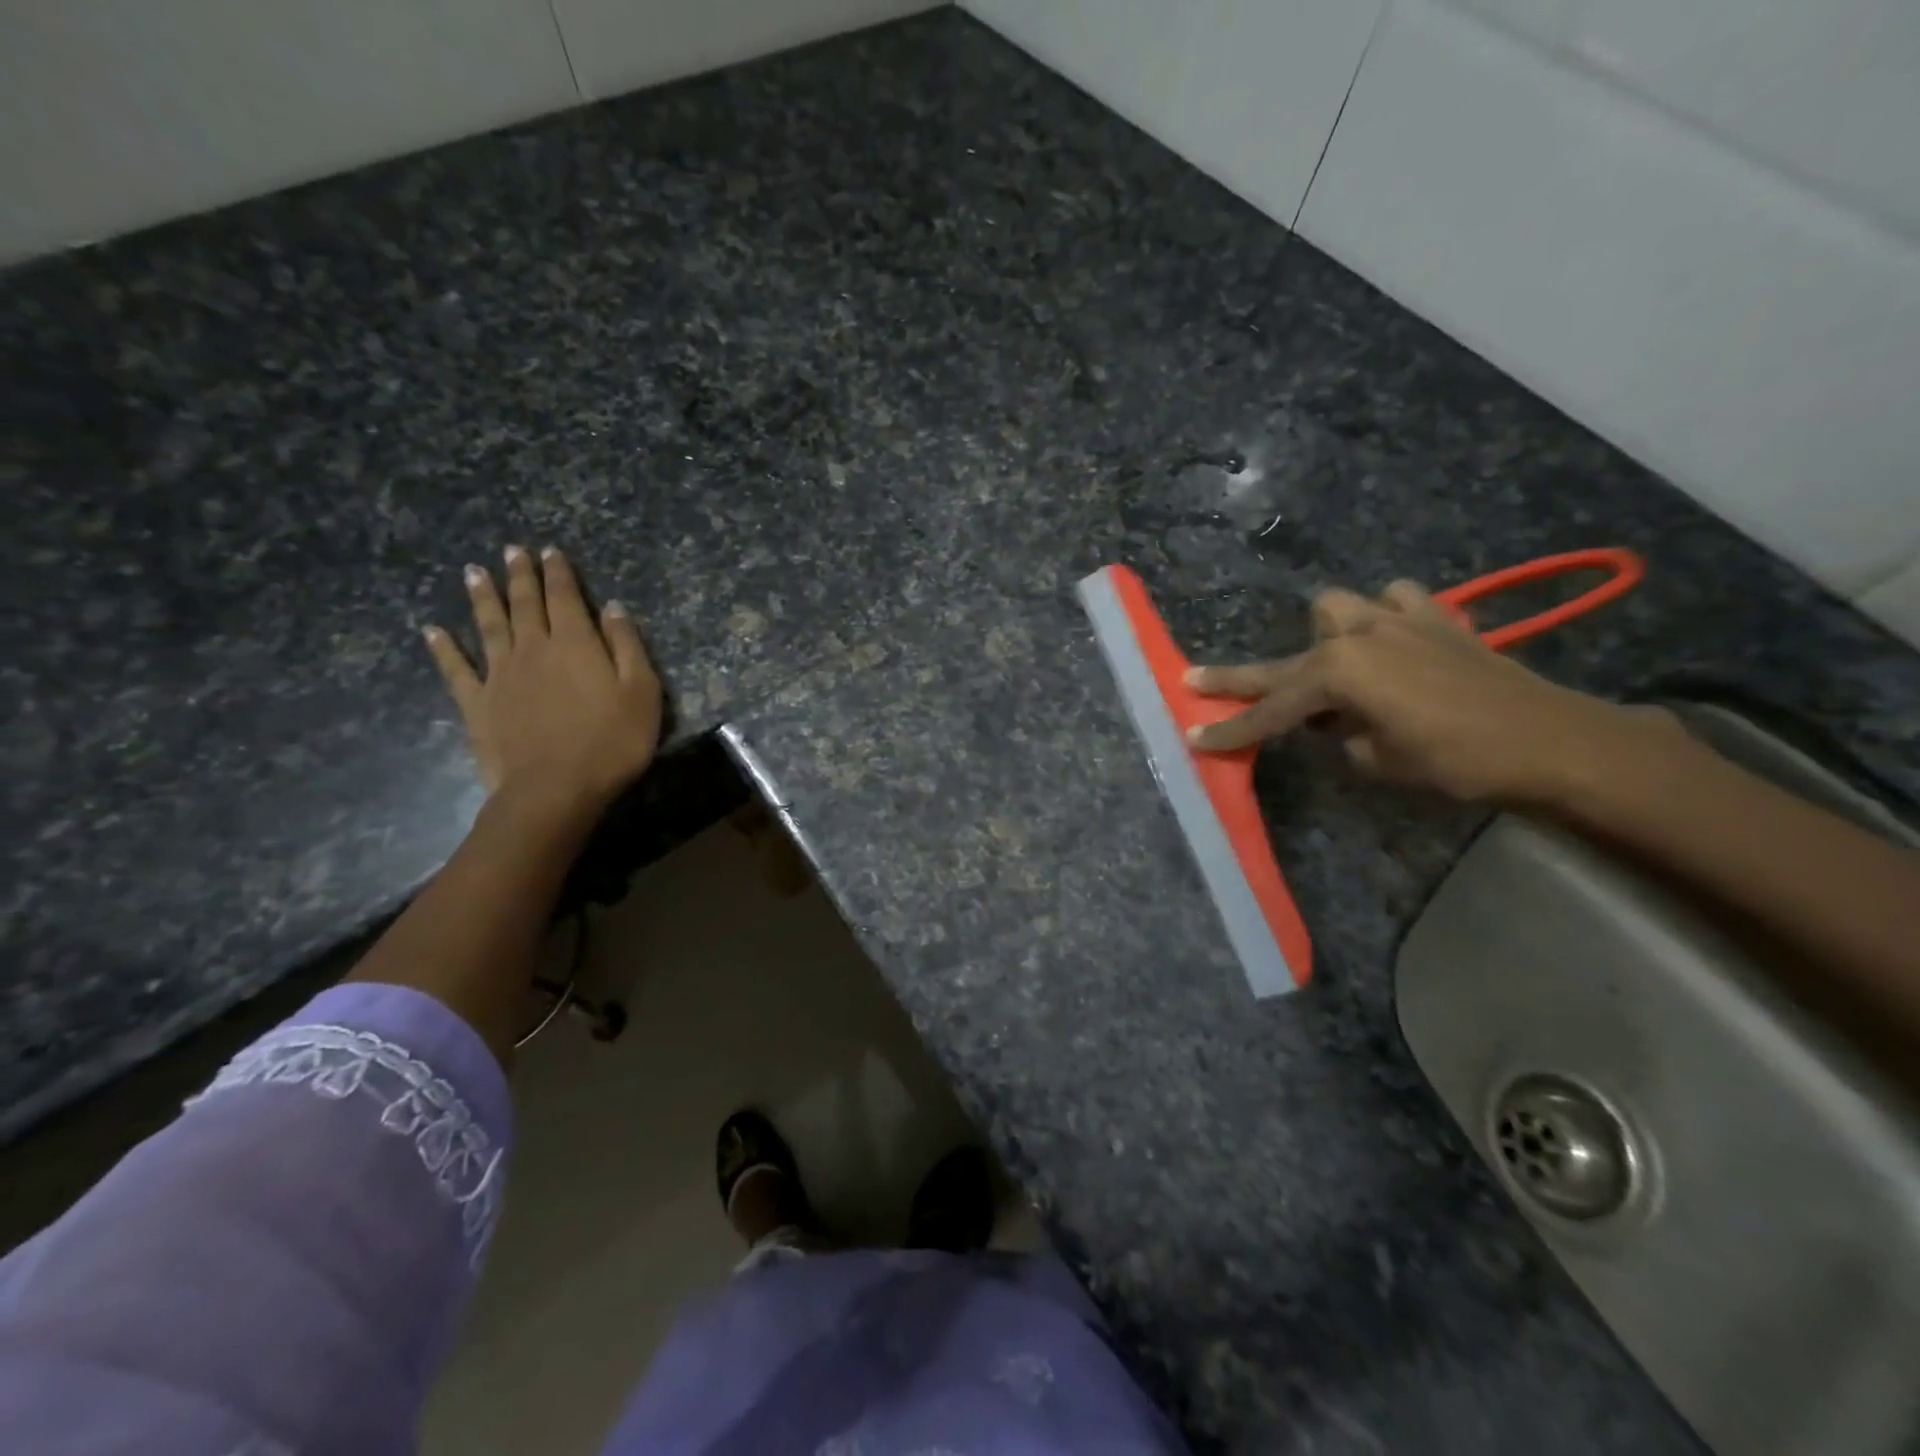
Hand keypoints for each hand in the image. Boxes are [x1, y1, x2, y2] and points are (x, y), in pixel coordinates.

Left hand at [425, 545, 661, 812]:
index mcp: (575, 644)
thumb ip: (628, 647)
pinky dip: (443, 649)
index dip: (559, 573)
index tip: (551, 551)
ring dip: (483, 598)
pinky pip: (456, 670)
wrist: (554, 789)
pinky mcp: (477, 704)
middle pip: (525, 604)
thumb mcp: (642, 693)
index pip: (566, 598)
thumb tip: (613, 608)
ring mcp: (500, 676)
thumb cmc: (611, 742)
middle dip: (520, 575)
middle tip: (512, 550)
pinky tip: (432, 631)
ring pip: (489, 626)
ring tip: (474, 573)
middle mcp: (533, 649)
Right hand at [1185, 580, 1679, 804]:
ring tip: (1335, 666)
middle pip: (1283, 660)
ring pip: (1338, 609)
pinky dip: (1386, 617)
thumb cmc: (1457, 760)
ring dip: (1326, 636)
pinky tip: (1394, 639)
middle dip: (1239, 677)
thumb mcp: (1379, 761)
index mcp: (1337, 674)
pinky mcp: (1437, 619)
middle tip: (1194, 678)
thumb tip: (1336, 722)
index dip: (1232, 729)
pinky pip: (1397, 602)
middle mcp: (1357, 637)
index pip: (1270, 710)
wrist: (1553, 741)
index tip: (1195, 736)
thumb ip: (1341, 736)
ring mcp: (1398, 620)